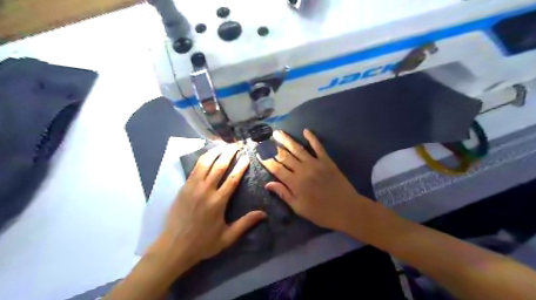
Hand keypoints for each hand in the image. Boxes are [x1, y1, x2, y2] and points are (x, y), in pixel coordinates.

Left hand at [150, 145, 265, 265]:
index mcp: (218, 202)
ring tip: (223, 145)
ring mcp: (192, 187)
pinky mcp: (183, 187)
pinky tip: (208, 154)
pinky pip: (194, 168)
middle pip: (219, 166)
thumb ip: (245, 223)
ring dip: (215, 152)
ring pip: (205, 163)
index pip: (232, 178)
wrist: (173, 247)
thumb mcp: (227, 237)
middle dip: (229, 153)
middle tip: (236, 145)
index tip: (247, 156)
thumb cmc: (202, 243)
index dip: (241, 166)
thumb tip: (263, 214)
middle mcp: (205, 190)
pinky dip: (203, 158)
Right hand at [258, 129, 373, 231]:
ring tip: (278, 132)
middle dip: (273, 147)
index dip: (266, 160)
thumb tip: (268, 184)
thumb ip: (284, 194)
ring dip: (287, 140)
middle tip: (264, 139)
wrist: (347, 209)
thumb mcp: (299, 208)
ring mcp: (315, 163)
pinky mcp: (327, 161)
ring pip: (298, 149)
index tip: (258, 153)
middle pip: (284, 156)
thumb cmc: (321, 212)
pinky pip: (318, 147)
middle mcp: (302, 170)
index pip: (276, 168)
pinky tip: (306, 130)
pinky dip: (312, 138)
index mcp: (295, 183)